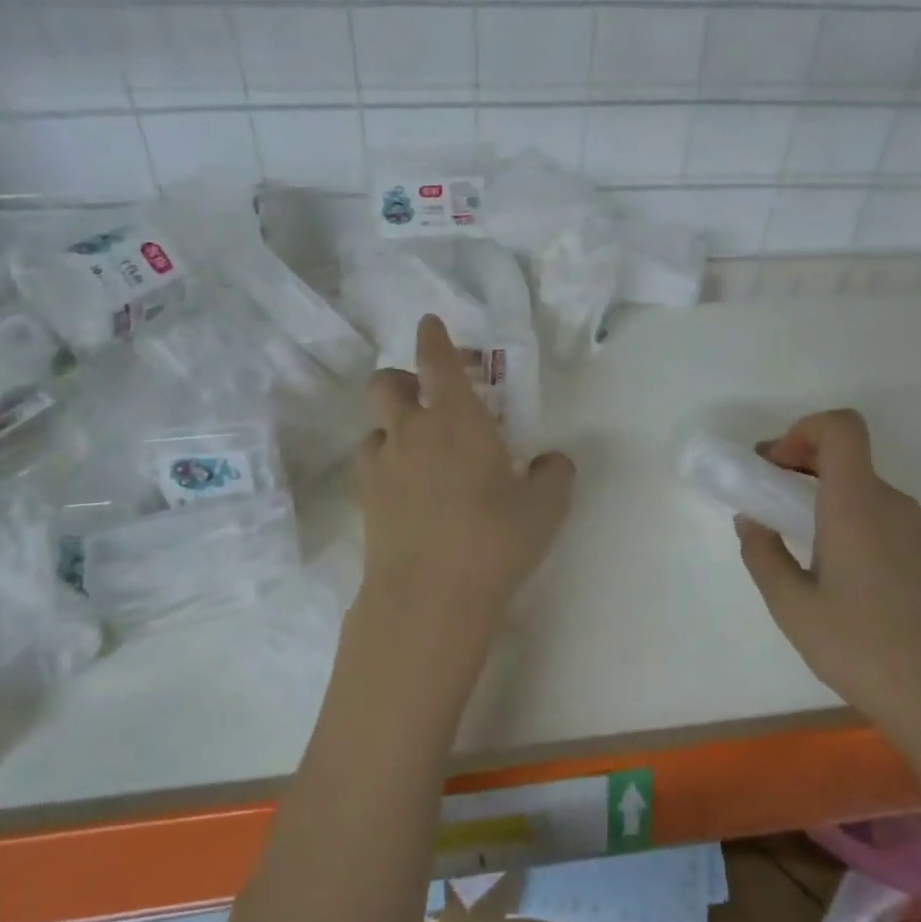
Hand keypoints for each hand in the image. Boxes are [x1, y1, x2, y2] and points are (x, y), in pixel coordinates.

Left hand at [355, 314, 574, 651]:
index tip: (431, 323)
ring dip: (393, 427)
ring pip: (376, 427)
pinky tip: (408, 490)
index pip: (436, 359)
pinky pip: (372, 465)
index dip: (433, 336)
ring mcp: (382, 466)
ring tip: (419, 453)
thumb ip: (555, 474)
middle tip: (424, 395)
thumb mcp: (546, 507)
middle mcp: (411, 430)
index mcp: (456, 417)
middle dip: (401, 378)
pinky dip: (387, 464)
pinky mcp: (365, 501)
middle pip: (386, 383)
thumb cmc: (493, 539)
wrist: (428, 598)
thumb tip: (553, 461)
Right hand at [735, 410, 920, 757]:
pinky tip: (836, 569)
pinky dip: (849, 517)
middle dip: (801, 462)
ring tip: (796, 538)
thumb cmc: (862, 649)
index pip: (841, 427)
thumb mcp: (792, 606)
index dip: (803, 430)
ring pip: (864, 487)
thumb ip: (763, 553)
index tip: (775, 466)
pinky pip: (882, 515)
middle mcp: (893, 505)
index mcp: (858, 504)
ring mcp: (919, 531)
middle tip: (767, 496)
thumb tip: (752, 520)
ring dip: (823, 493)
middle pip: (848, 455)